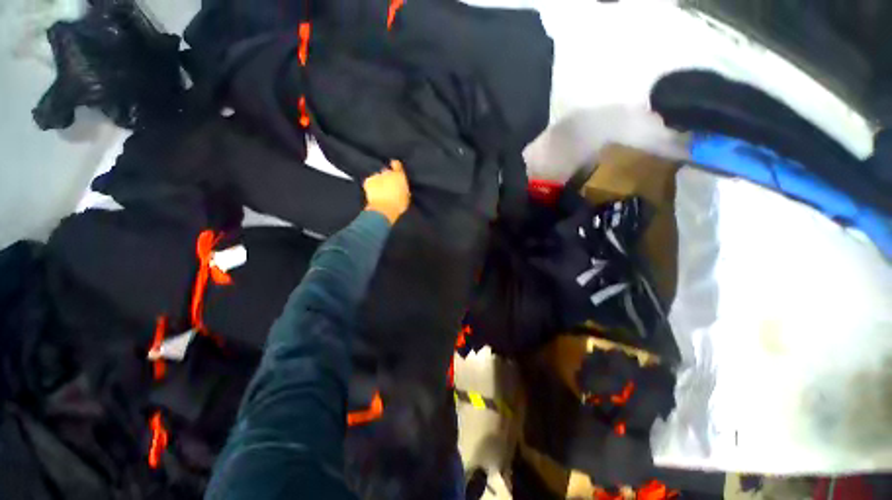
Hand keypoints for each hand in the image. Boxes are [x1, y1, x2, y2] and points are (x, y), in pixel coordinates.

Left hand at [363, 160, 410, 224]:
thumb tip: (403, 189)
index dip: (395, 165)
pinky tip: (373, 193)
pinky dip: (370, 186)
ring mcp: (377, 176)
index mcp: (399, 176)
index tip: (394, 166)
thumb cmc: (398, 205)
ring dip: (378, 181)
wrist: (384, 209)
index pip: (397, 165)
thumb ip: (404, 190)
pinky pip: (369, 182)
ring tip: (379, 192)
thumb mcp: (406, 197)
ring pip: (377, 176)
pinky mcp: (368, 181)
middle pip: (386, 171)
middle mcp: (388, 173)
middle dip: (386, 176)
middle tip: (387, 186)